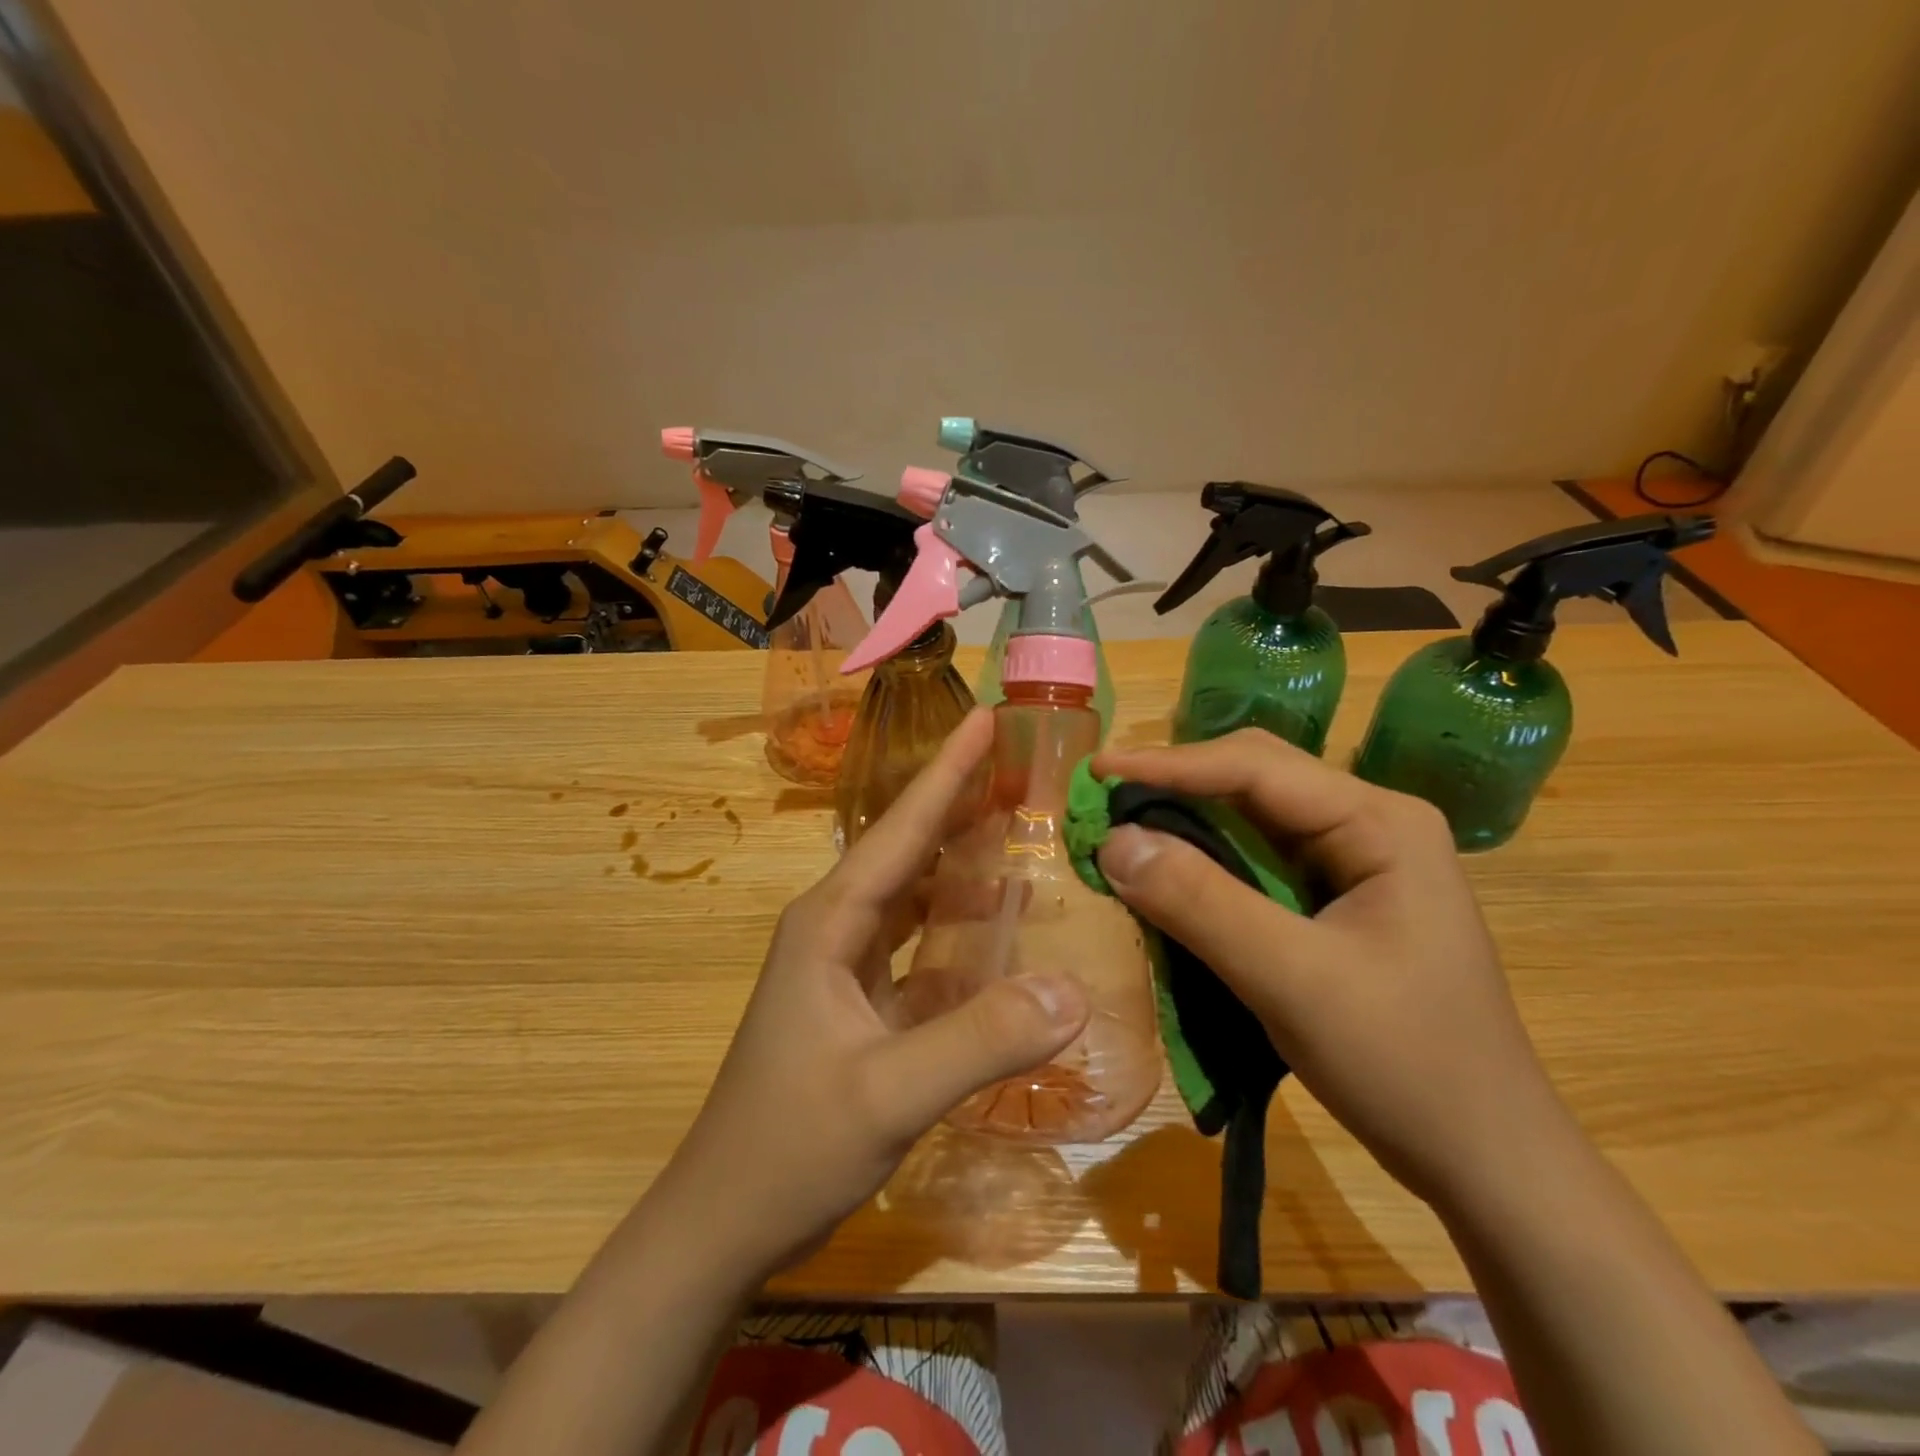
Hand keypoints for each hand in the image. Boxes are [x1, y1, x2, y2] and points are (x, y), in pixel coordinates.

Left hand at [655, 708, 1089, 1278]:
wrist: (721, 1224)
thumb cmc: (789, 1148)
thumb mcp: (888, 1095)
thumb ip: (980, 1040)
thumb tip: (1074, 991)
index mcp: (830, 922)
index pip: (901, 829)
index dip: (948, 772)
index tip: (988, 717)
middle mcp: (836, 928)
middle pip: (909, 849)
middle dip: (961, 803)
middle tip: (1022, 765)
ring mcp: (845, 968)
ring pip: (914, 896)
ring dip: (961, 861)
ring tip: (1020, 827)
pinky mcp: (859, 1004)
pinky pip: (919, 947)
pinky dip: (958, 928)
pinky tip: (999, 927)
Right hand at [1090, 729, 1571, 1209]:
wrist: (1485, 1158)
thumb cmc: (1406, 1064)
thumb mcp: (1293, 980)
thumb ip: (1201, 904)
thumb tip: (1113, 842)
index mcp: (1380, 821)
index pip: (1255, 767)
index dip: (1169, 765)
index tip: (1097, 772)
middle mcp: (1368, 823)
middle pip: (1254, 780)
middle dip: (1175, 786)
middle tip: (1102, 801)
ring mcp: (1355, 861)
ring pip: (1251, 820)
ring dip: (1185, 824)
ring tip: (1121, 831)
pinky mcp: (1336, 899)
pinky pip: (1256, 863)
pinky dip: (1204, 864)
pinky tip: (1168, 875)